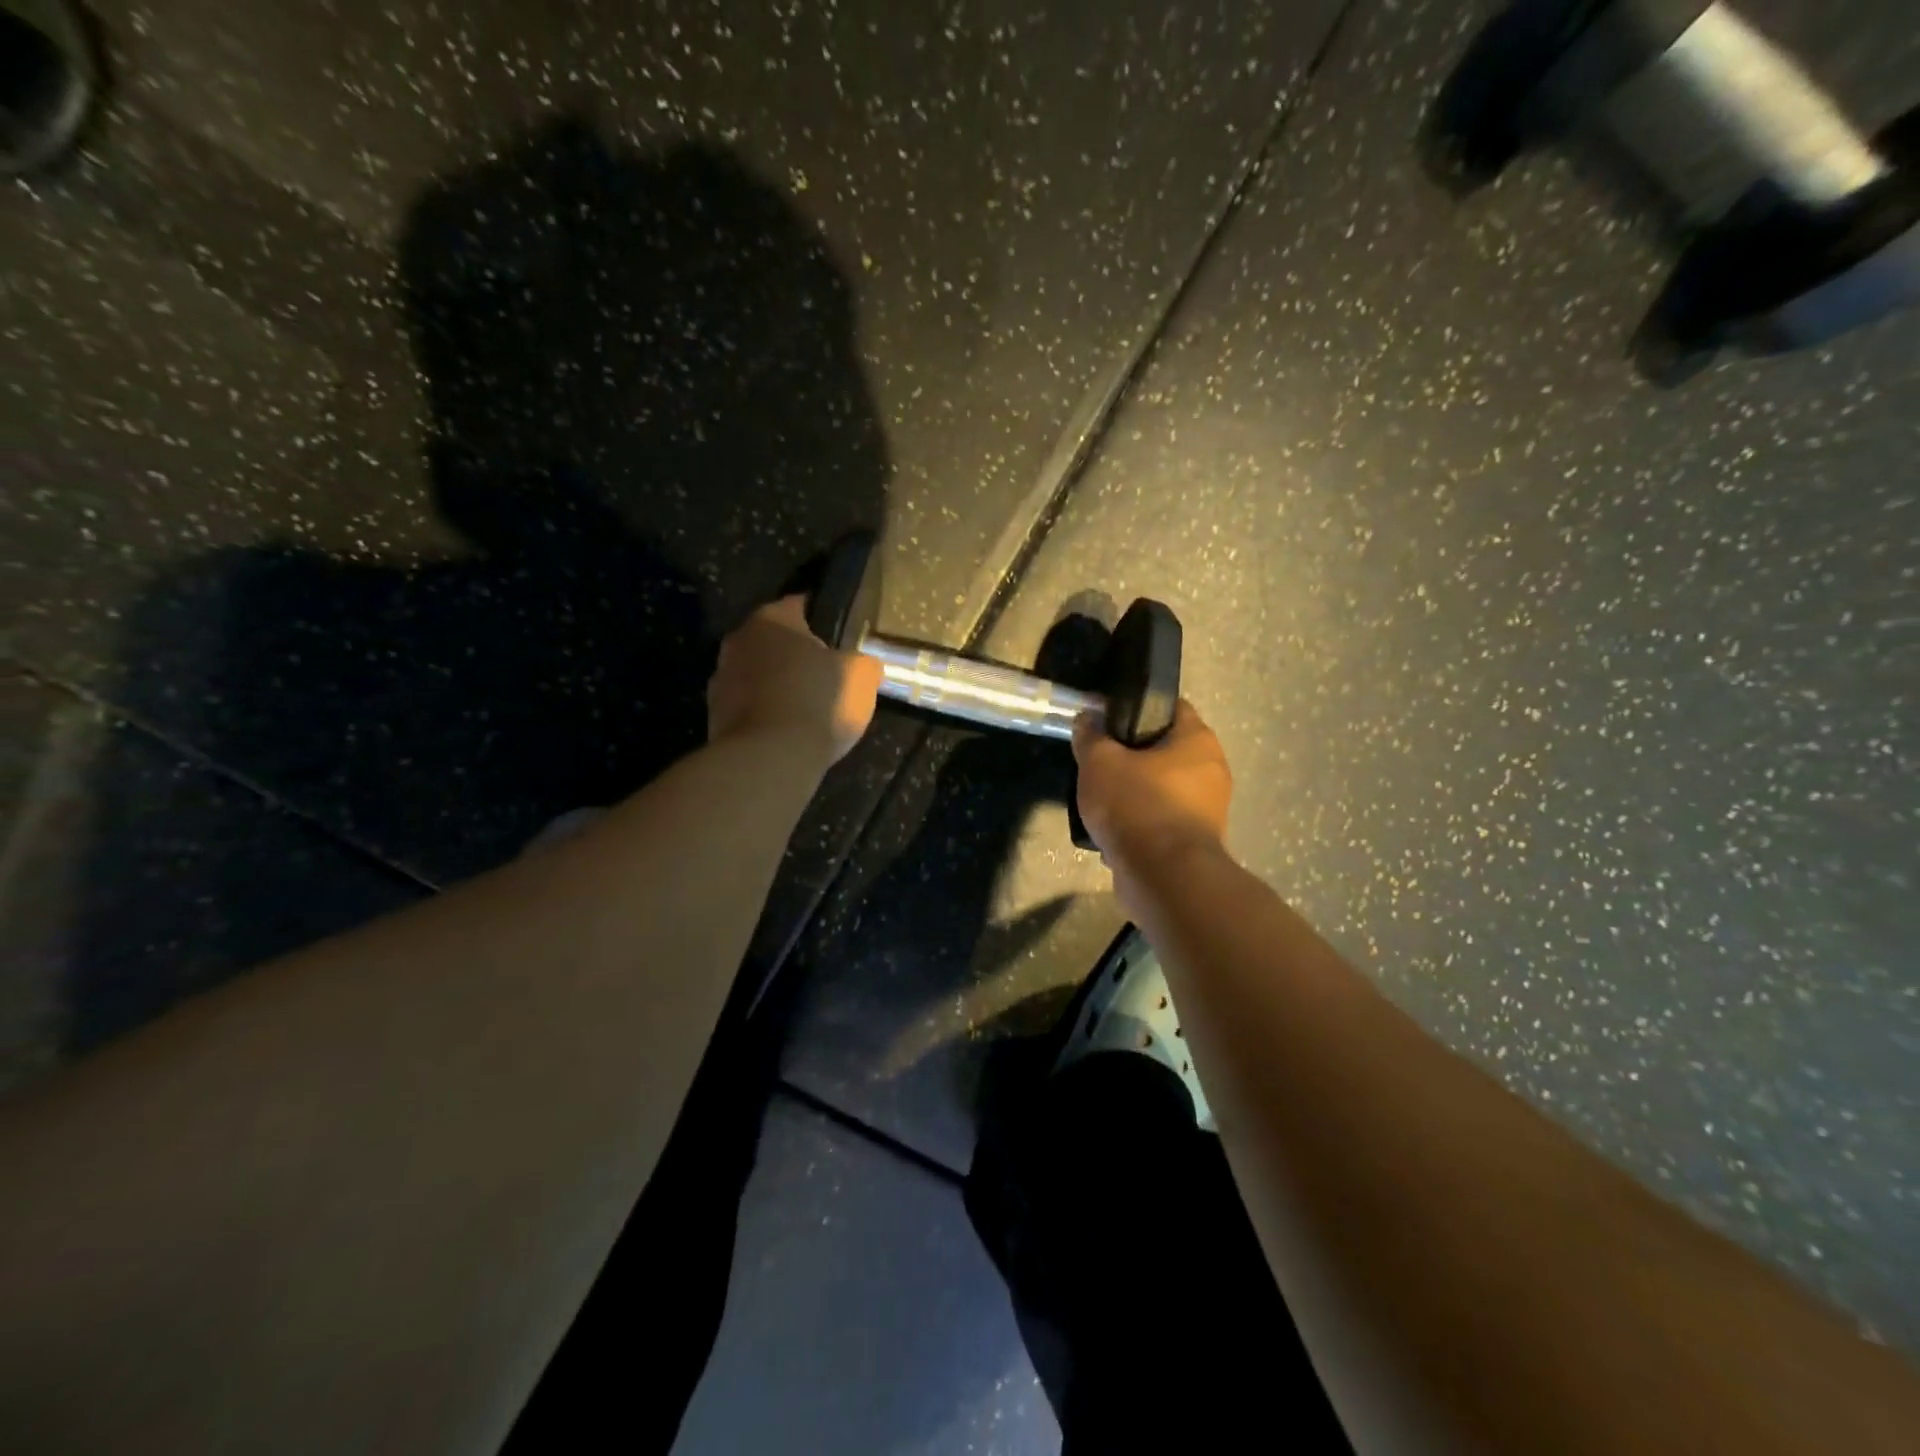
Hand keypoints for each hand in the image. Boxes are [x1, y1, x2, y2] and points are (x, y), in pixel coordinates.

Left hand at [707, 596, 882, 763]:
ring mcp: (720, 679)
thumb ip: (862, 661)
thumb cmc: (818, 703)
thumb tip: (860, 663)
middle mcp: (738, 640)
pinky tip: (786, 734)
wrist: (769, 760)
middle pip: (774, 642)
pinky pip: (748, 707)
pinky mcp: (713, 717)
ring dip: (777, 687)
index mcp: (771, 619)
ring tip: (807, 711)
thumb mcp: (861, 676)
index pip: (800, 605)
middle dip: (796, 656)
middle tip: (826, 676)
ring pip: (758, 675)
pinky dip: (765, 715)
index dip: (823, 620)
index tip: (840, 638)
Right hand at [1072, 699, 1232, 874]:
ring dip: (1135, 792)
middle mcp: (1212, 769)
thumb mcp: (1099, 762)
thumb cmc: (1137, 805)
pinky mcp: (1196, 841)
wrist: (1164, 878)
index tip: (1106, 720)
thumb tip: (1087, 717)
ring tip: (1101, 799)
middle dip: (1131, 755)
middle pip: (1165, 749)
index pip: (1170, 707)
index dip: (1136, 708)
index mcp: (1198, 740)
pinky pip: (1162, 820)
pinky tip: (1114, 830)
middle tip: (1098, 761)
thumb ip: (1091, 735)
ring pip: (1162, 788)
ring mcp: (1208, 809)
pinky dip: (1141, 822)